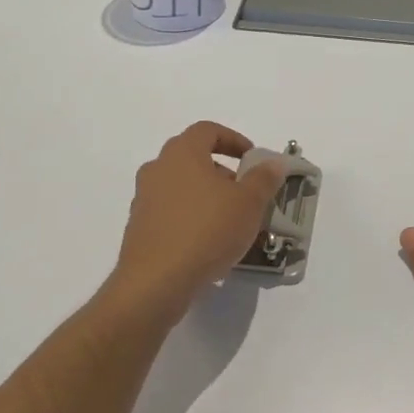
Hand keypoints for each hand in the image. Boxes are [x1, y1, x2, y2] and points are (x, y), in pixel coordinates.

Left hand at [109, 122, 285, 314]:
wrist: (156, 282)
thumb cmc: (207, 230)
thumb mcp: (249, 203)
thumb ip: (264, 178)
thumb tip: (274, 162)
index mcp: (182, 153)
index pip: (207, 130)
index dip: (233, 139)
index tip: (252, 159)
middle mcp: (158, 168)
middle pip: (192, 157)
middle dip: (222, 170)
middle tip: (244, 191)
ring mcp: (144, 198)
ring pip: (181, 185)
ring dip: (206, 195)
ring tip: (230, 220)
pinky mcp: (139, 227)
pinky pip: (170, 212)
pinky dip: (190, 217)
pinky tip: (208, 242)